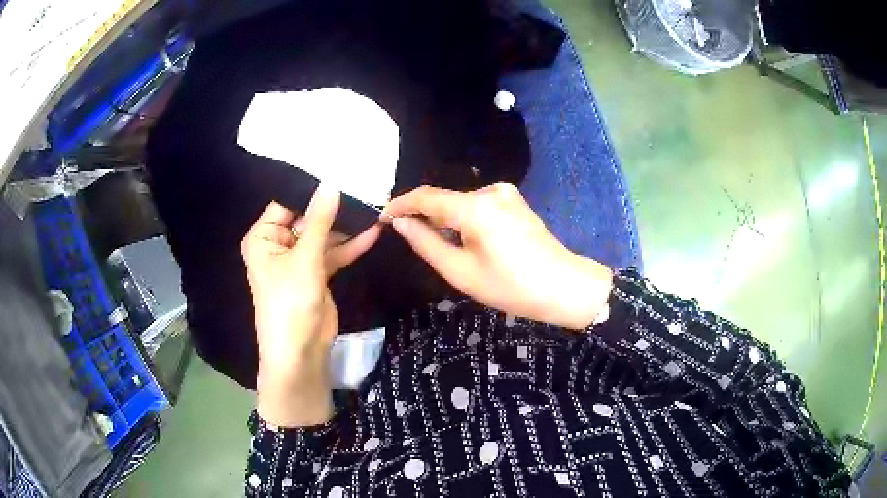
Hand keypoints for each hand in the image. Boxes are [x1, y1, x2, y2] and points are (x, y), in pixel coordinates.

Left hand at [242, 184, 380, 426]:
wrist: (300, 353)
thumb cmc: (290, 303)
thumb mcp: (305, 259)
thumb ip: (320, 220)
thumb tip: (331, 182)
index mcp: (263, 238)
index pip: (286, 203)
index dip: (311, 188)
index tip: (338, 168)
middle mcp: (278, 245)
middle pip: (308, 218)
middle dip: (333, 207)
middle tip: (363, 184)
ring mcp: (299, 260)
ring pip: (324, 236)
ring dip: (346, 227)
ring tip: (373, 205)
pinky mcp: (317, 274)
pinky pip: (333, 253)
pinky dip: (350, 246)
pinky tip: (373, 232)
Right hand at [383, 183, 612, 328]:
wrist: (563, 287)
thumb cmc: (511, 287)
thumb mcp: (460, 272)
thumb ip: (425, 243)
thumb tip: (400, 222)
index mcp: (476, 207)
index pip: (426, 196)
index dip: (400, 205)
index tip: (383, 218)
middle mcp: (490, 190)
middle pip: (444, 199)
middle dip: (425, 216)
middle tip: (413, 241)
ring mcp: (506, 193)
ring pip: (460, 203)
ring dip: (446, 220)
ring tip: (446, 250)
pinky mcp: (514, 201)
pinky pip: (478, 205)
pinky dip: (465, 220)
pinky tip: (469, 243)